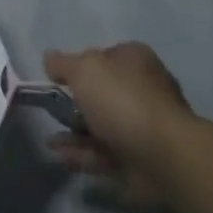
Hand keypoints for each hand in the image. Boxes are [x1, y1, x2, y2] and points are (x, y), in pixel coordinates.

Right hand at [42, 42, 198, 207]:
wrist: (162, 155)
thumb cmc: (122, 101)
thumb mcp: (84, 70)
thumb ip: (63, 63)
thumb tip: (50, 57)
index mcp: (134, 60)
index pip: (102, 56)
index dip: (78, 65)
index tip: (55, 79)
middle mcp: (142, 89)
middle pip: (102, 93)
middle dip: (74, 104)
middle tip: (50, 111)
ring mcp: (143, 125)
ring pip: (101, 125)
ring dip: (74, 132)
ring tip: (51, 142)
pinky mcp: (140, 156)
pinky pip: (105, 152)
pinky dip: (83, 154)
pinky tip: (62, 157)